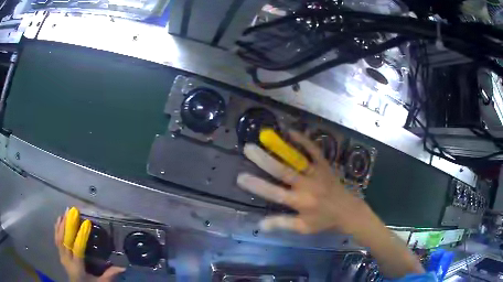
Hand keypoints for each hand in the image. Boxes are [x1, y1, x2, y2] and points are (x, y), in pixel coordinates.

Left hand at [54, 211, 124, 281]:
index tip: (86, 222)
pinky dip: (57, 229)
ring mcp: (62, 257)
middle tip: (72, 211)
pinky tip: (59, 221)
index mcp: (77, 267)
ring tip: (65, 212)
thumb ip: (109, 276)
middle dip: (68, 225)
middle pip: (65, 240)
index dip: (81, 235)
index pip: (78, 248)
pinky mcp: (60, 255)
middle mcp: (67, 260)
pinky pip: (57, 240)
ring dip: (62, 224)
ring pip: (59, 238)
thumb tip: (122, 267)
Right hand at [237, 130, 369, 233]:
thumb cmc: (324, 220)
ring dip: (280, 148)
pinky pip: (314, 150)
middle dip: (264, 160)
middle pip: (283, 172)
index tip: (240, 177)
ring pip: (297, 160)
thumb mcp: (303, 228)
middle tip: (248, 148)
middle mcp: (307, 186)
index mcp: (300, 202)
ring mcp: (317, 173)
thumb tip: (260, 223)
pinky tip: (291, 131)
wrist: (348, 211)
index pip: (275, 194)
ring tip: (266, 136)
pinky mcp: (325, 165)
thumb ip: (282, 224)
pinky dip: (304, 140)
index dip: (258, 186)